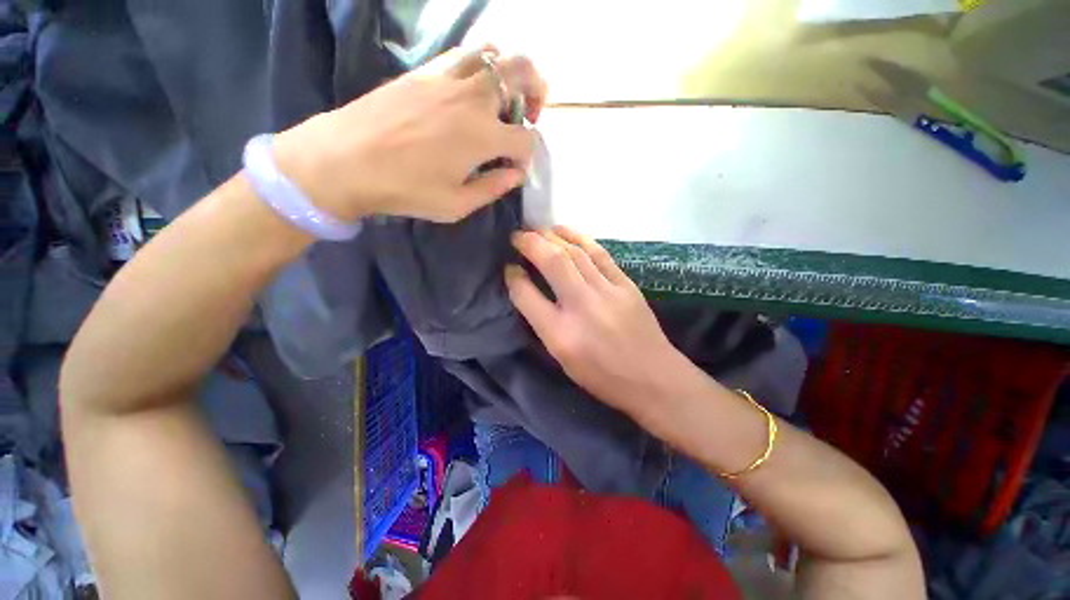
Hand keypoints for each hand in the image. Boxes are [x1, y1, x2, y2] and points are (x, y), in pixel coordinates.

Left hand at [273, 45, 546, 222]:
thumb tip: (516, 175)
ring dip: (510, 71)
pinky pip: (464, 53)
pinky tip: (472, 88)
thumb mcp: (457, 204)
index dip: (528, 156)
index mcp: (483, 136)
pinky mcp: (425, 70)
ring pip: (495, 52)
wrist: (346, 159)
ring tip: (503, 97)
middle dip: (537, 91)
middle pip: (523, 72)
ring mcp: (448, 77)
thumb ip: (493, 188)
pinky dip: (480, 64)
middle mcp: (473, 98)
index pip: (526, 139)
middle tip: (530, 114)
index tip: (515, 168)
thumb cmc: (406, 189)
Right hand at [506, 227, 694, 416]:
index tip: (509, 268)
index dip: (513, 277)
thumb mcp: (563, 359)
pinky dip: (579, 237)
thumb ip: (543, 324)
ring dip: (552, 236)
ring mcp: (607, 292)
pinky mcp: (626, 284)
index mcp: (561, 334)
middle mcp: (582, 307)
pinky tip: (565, 231)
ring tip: (538, 230)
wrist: (653, 378)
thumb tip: (528, 291)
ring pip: (575, 252)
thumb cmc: (602, 376)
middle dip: (530, 243)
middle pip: (552, 262)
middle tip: (517, 236)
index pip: (526, 296)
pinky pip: (599, 253)